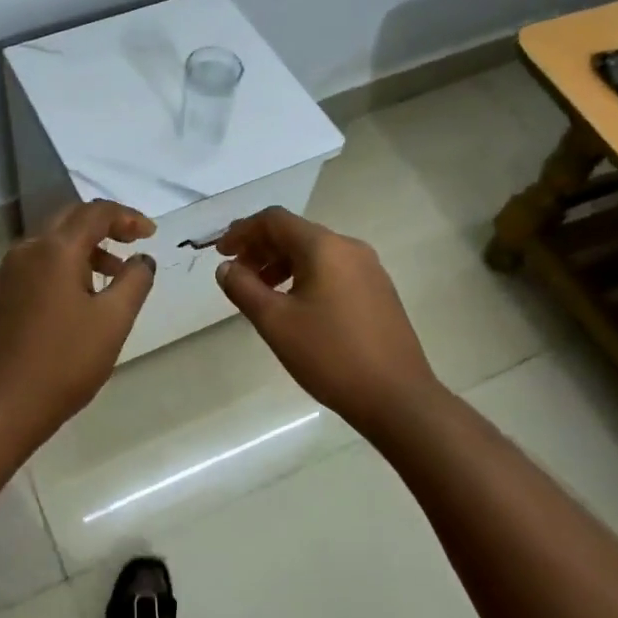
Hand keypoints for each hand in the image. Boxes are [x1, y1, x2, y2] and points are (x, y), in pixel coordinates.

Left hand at [0, 200, 156, 447]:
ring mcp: (6, 275)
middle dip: (104, 226)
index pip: (95, 213)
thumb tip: (142, 259)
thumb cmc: (64, 363)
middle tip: (132, 243)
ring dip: (83, 250)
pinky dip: (62, 268)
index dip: (127, 217)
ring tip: (110, 278)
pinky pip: (35, 267)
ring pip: (50, 245)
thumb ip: (134, 282)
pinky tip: (76, 300)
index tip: (151, 233)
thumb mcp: (112, 322)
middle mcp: (25, 252)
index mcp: (54, 250)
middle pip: (69, 220)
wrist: (0, 407)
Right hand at [215, 207, 439, 435]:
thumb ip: (244, 288)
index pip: (275, 220)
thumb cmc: (330, 355)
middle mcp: (350, 248)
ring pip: (315, 254)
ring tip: (260, 294)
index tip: (220, 253)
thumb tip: (226, 268)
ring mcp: (369, 270)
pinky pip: (333, 271)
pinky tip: (294, 307)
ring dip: (281, 264)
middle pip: (295, 233)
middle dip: (260, 248)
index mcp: (325, 247)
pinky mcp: (378, 292)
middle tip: (236, 274)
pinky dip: (304, 277)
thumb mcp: (275, 322)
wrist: (397, 398)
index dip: (242, 231)